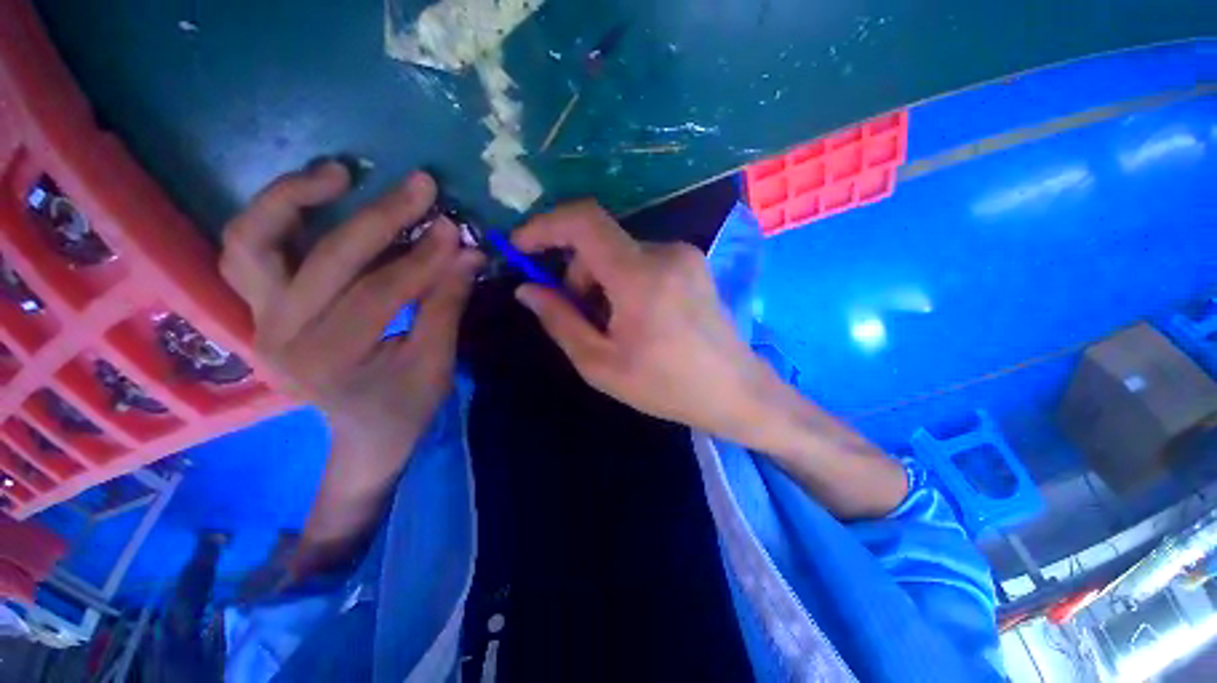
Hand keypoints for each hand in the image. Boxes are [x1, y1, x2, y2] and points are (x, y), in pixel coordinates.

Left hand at [219, 163, 482, 475]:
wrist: (363, 435)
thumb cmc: (406, 406)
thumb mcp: (437, 362)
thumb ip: (447, 303)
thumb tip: (468, 253)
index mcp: (332, 360)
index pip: (380, 293)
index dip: (423, 258)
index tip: (455, 228)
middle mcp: (281, 336)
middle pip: (324, 260)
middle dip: (379, 218)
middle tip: (420, 186)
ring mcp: (260, 320)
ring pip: (251, 242)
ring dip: (291, 198)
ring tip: (339, 173)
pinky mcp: (258, 309)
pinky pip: (248, 251)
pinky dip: (273, 217)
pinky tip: (311, 197)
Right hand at [512, 201, 907, 517]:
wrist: (735, 391)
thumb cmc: (666, 386)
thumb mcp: (601, 364)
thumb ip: (560, 321)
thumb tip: (527, 289)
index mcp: (640, 276)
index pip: (583, 220)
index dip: (544, 226)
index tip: (522, 248)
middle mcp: (664, 252)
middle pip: (598, 243)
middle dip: (576, 276)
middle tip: (582, 319)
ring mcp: (683, 254)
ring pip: (619, 253)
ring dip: (601, 282)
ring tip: (613, 325)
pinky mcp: (692, 262)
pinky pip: (641, 260)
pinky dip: (624, 281)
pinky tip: (636, 316)